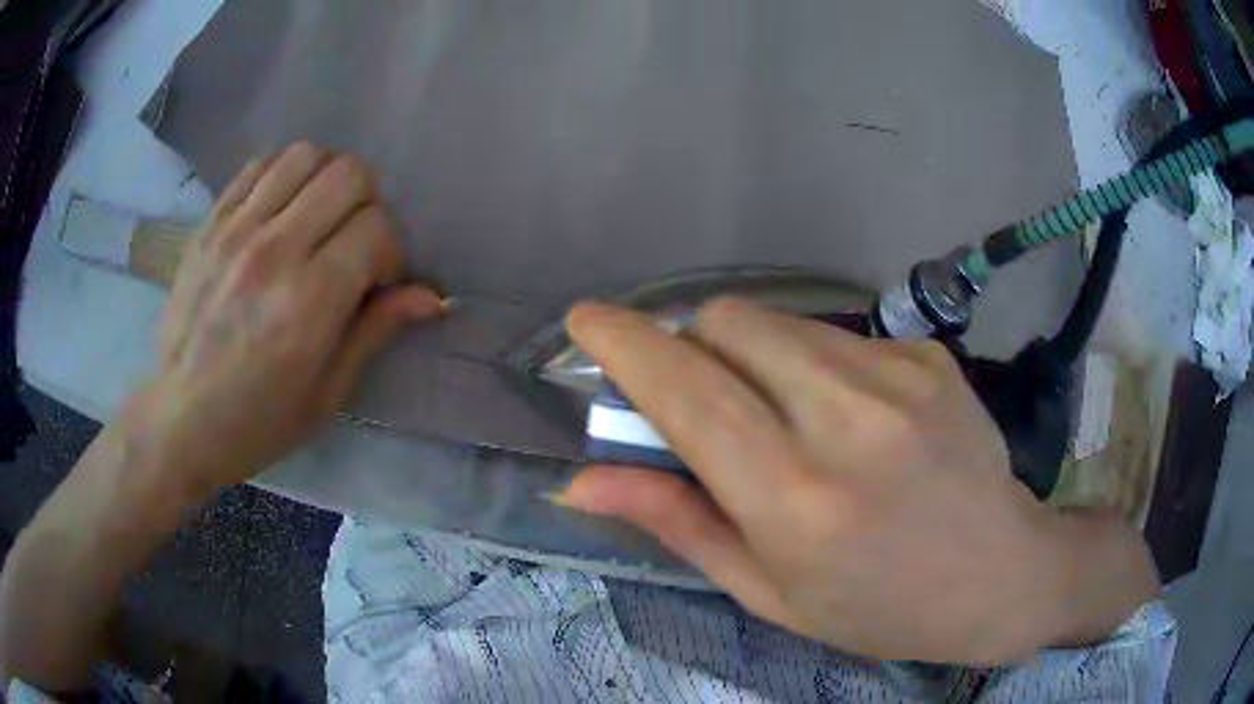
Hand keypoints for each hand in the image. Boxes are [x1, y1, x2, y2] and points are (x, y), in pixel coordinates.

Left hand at [142, 142, 443, 493]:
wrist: (180, 420)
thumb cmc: (258, 422)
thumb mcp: (327, 394)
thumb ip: (375, 331)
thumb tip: (432, 296)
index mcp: (310, 300)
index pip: (377, 228)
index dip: (389, 253)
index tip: (374, 283)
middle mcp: (275, 249)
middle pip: (349, 174)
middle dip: (366, 204)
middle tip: (350, 243)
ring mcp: (236, 230)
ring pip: (304, 155)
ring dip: (324, 180)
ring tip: (315, 218)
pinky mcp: (210, 224)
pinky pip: (258, 167)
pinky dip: (280, 177)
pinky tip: (277, 212)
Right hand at [558, 299, 1159, 665]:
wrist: (999, 574)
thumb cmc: (877, 607)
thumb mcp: (767, 591)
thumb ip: (675, 522)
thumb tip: (580, 482)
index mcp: (797, 501)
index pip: (688, 393)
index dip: (625, 345)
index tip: (585, 320)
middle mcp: (848, 422)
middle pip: (728, 324)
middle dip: (691, 346)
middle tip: (701, 397)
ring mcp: (900, 376)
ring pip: (779, 321)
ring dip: (750, 353)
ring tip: (783, 414)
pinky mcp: (929, 355)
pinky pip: (838, 334)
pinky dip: (813, 363)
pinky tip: (852, 416)